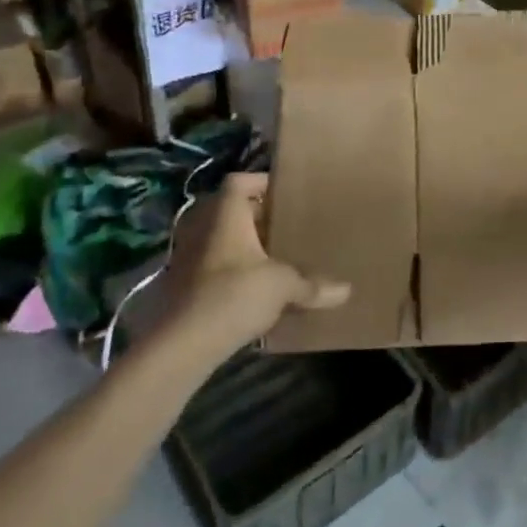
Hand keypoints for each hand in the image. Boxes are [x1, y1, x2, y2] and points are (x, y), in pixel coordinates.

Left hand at [153, 173, 349, 350]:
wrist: (180, 345)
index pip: (239, 182)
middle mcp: (202, 229)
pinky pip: (210, 267)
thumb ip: (312, 285)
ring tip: (271, 258)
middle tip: (284, 226)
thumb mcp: (282, 286)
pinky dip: (229, 271)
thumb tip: (346, 291)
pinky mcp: (180, 287)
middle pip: (228, 210)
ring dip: (241, 246)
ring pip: (218, 240)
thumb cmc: (233, 295)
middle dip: (255, 217)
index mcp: (225, 215)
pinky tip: (251, 290)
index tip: (286, 195)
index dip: (261, 183)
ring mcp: (187, 258)